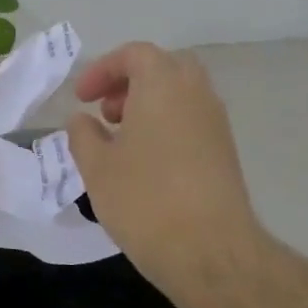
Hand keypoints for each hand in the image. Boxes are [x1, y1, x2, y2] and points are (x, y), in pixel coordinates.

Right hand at [66, 43, 262, 290]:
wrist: (211, 252)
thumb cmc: (145, 200)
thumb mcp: (96, 167)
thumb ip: (83, 135)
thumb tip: (82, 120)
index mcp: (162, 85)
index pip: (134, 54)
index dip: (102, 70)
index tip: (81, 98)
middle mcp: (195, 93)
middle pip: (163, 67)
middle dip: (130, 81)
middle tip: (106, 111)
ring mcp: (216, 123)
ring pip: (180, 94)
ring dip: (149, 104)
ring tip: (121, 140)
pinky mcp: (225, 152)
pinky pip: (191, 120)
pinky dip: (166, 125)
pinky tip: (145, 163)